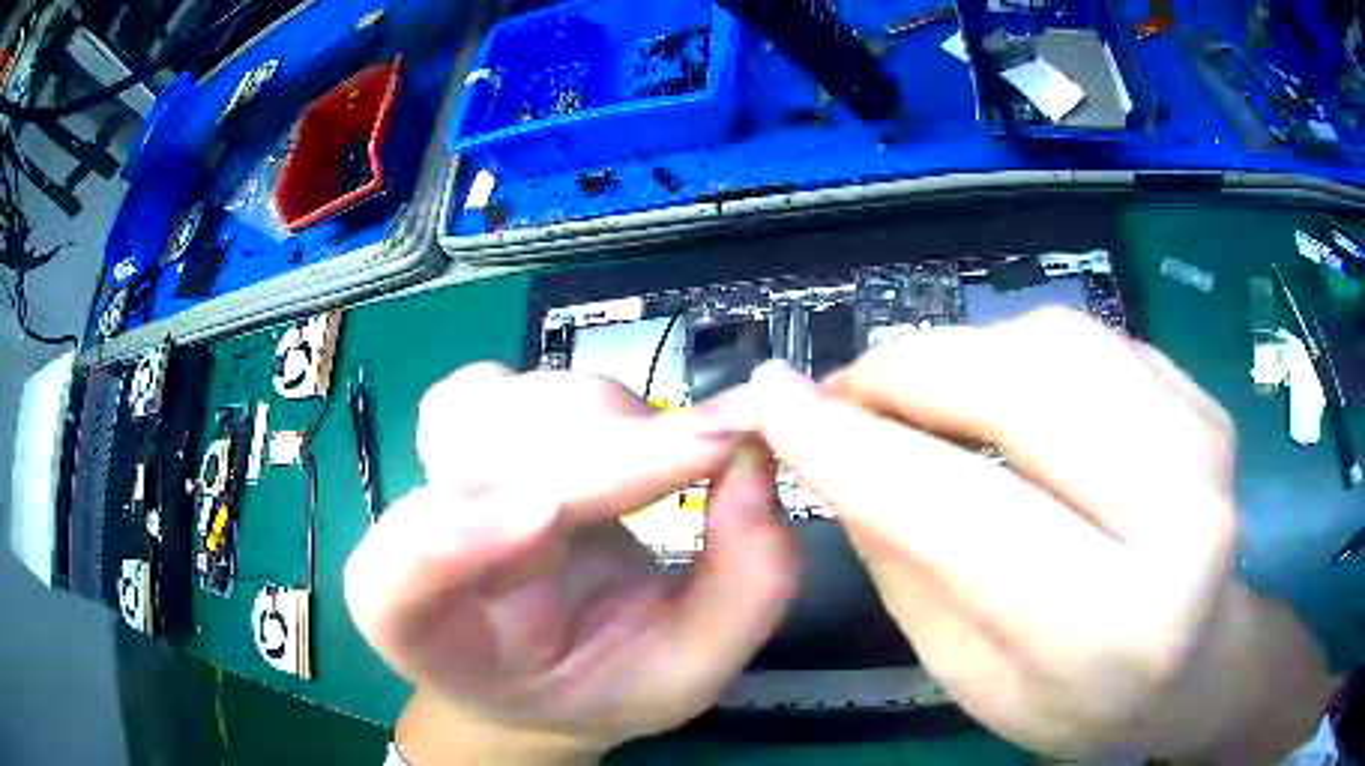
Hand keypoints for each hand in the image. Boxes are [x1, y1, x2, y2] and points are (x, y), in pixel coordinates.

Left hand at [344, 364, 796, 757]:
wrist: (545, 667)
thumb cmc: (601, 681)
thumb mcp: (689, 673)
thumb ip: (743, 591)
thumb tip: (756, 459)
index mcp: (426, 634)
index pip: (392, 582)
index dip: (448, 538)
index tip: (551, 513)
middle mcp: (405, 544)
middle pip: (472, 465)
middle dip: (599, 454)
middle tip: (715, 455)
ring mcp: (429, 473)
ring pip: (500, 406)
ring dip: (604, 425)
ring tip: (670, 465)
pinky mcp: (459, 427)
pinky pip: (507, 383)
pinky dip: (580, 402)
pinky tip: (616, 449)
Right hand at [746, 309, 1328, 759]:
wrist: (1200, 659)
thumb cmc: (1082, 699)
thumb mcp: (971, 673)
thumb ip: (907, 565)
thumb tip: (835, 453)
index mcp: (1116, 621)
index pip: (967, 514)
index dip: (856, 450)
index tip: (773, 400)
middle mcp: (1181, 512)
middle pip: (1024, 394)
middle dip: (909, 374)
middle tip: (844, 391)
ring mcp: (1202, 437)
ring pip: (1055, 342)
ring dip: (960, 355)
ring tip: (916, 397)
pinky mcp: (1199, 396)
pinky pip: (1090, 339)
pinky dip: (1018, 352)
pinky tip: (1001, 397)